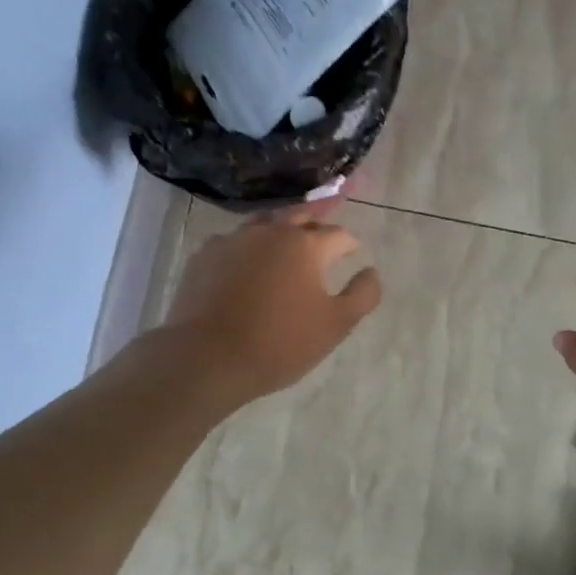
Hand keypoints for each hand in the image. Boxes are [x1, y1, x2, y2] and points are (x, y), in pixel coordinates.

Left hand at [161, 200, 381, 408]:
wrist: (207, 358)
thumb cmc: (279, 343)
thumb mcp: (335, 326)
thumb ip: (362, 295)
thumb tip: (371, 271)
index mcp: (305, 245)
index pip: (337, 235)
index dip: (350, 244)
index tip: (354, 254)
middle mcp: (269, 231)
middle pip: (299, 217)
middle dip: (317, 220)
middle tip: (326, 227)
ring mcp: (232, 240)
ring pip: (264, 225)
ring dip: (280, 230)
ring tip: (287, 242)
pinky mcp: (204, 257)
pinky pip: (235, 244)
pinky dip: (249, 249)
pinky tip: (248, 265)